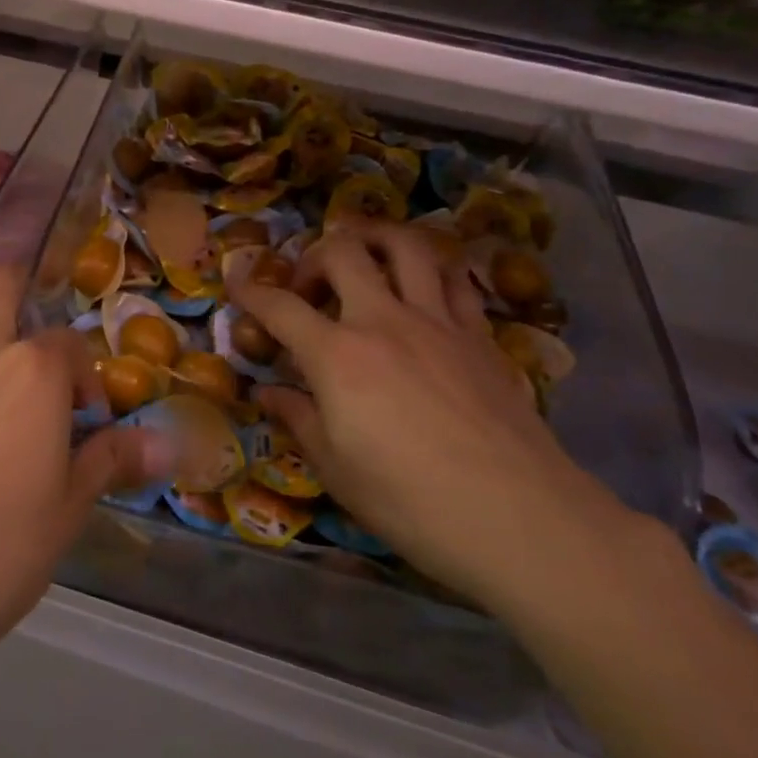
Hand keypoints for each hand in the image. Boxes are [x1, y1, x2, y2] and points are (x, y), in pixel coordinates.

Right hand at [230, 221, 632, 615]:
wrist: (520, 518)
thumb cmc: (412, 501)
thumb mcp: (337, 469)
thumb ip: (298, 418)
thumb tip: (267, 392)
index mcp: (338, 355)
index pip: (280, 307)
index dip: (251, 292)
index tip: (237, 284)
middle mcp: (384, 320)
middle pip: (342, 252)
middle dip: (313, 256)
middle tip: (308, 288)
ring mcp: (437, 321)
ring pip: (406, 245)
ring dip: (376, 238)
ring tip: (365, 258)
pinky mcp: (479, 335)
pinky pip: (454, 280)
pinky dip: (431, 271)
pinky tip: (424, 289)